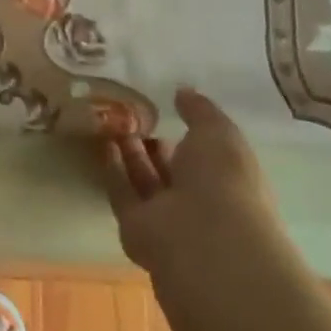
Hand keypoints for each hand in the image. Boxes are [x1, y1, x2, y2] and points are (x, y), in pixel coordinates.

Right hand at [102, 86, 274, 272]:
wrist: (203, 238)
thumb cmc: (223, 181)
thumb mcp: (219, 133)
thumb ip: (200, 111)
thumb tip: (184, 92)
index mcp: (228, 181)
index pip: (207, 156)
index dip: (188, 133)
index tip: (165, 107)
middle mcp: (198, 201)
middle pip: (173, 169)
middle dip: (155, 143)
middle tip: (131, 113)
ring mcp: (167, 217)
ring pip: (145, 180)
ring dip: (131, 153)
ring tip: (112, 121)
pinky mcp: (135, 226)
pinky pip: (122, 193)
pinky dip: (112, 169)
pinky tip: (102, 143)